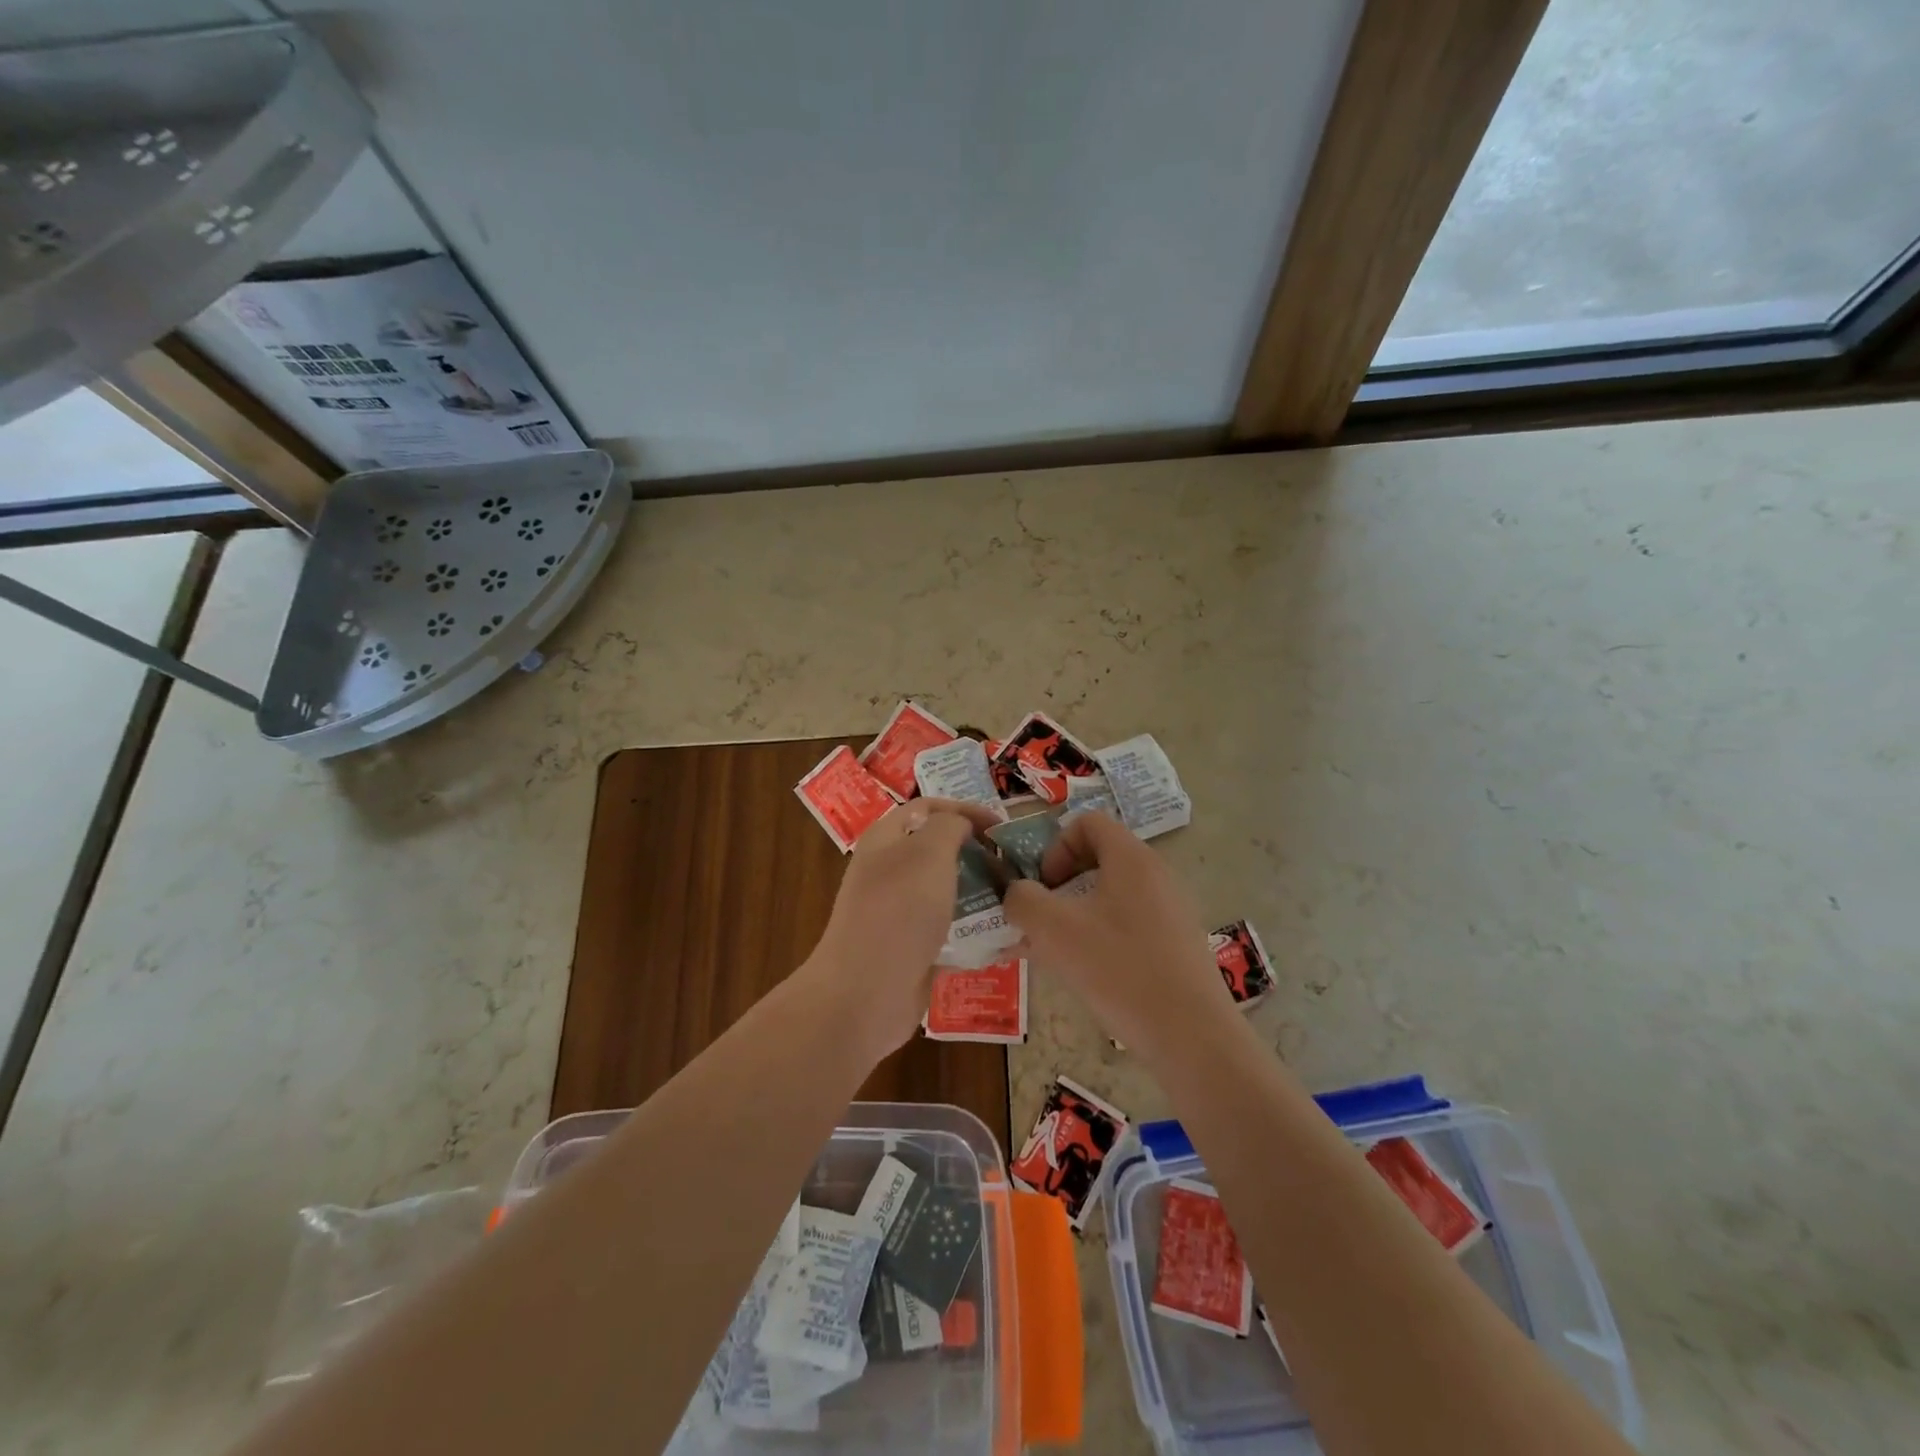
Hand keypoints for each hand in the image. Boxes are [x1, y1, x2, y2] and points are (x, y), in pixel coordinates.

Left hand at [803, 797, 1002, 1064]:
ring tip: (1017, 900)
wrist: (865, 992)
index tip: (1000, 825)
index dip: (963, 809)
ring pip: (946, 894)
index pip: (926, 808)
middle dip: (976, 854)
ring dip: (980, 894)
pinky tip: (1006, 940)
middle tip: (1013, 864)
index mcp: (884, 840)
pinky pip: (949, 933)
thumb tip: (961, 825)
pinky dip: (975, 933)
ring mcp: (898, 914)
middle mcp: (888, 872)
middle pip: (937, 852)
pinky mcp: (911, 950)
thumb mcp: (928, 852)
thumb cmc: (899, 910)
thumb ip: (949, 826)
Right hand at [1002, 812, 1232, 1060]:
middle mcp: (1156, 874)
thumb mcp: (1054, 930)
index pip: (1088, 822)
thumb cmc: (1119, 970)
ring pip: (1110, 896)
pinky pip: (1128, 924)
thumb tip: (1016, 895)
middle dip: (1060, 884)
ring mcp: (1170, 910)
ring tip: (1050, 952)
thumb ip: (1022, 901)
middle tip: (1040, 920)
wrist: (1191, 1036)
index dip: (1055, 847)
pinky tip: (1082, 974)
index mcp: (1131, 858)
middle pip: (1098, 858)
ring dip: (1074, 914)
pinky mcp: (1176, 944)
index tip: (1044, 887)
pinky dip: (1099, 937)